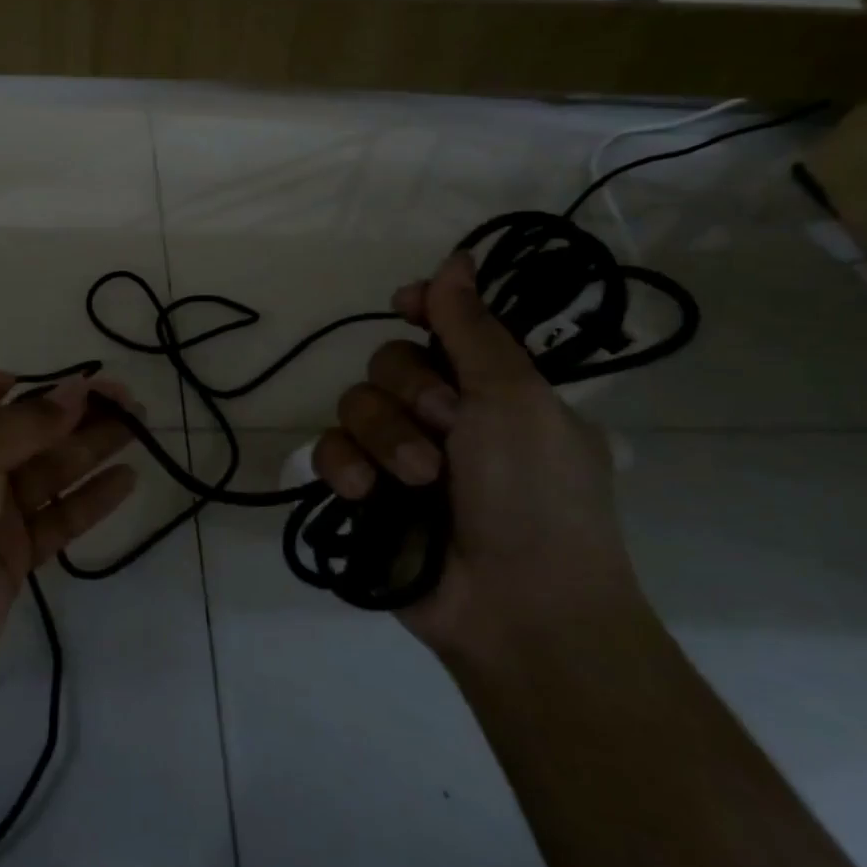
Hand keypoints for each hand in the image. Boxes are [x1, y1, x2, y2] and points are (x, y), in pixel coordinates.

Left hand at [0, 371, 138, 711]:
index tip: (54, 378)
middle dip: (72, 411)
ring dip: (91, 447)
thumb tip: (75, 390)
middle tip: (125, 396)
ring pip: (49, 471)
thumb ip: (25, 425)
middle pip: (25, 430)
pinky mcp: (12, 558)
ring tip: (137, 424)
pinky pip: (58, 519)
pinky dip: (90, 499)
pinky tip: (125, 478)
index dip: (11, 385)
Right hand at [312, 251, 642, 658]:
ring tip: (417, 478)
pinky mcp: (363, 493)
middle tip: (447, 427)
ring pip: (356, 403)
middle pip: (390, 361)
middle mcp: (444, 417)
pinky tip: (363, 491)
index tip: (407, 305)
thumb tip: (457, 258)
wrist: (517, 608)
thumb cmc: (536, 496)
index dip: (422, 310)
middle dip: (410, 389)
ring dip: (384, 435)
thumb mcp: (516, 400)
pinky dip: (343, 465)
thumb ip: (473, 329)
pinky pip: (330, 451)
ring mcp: (399, 456)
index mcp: (493, 391)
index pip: (443, 329)